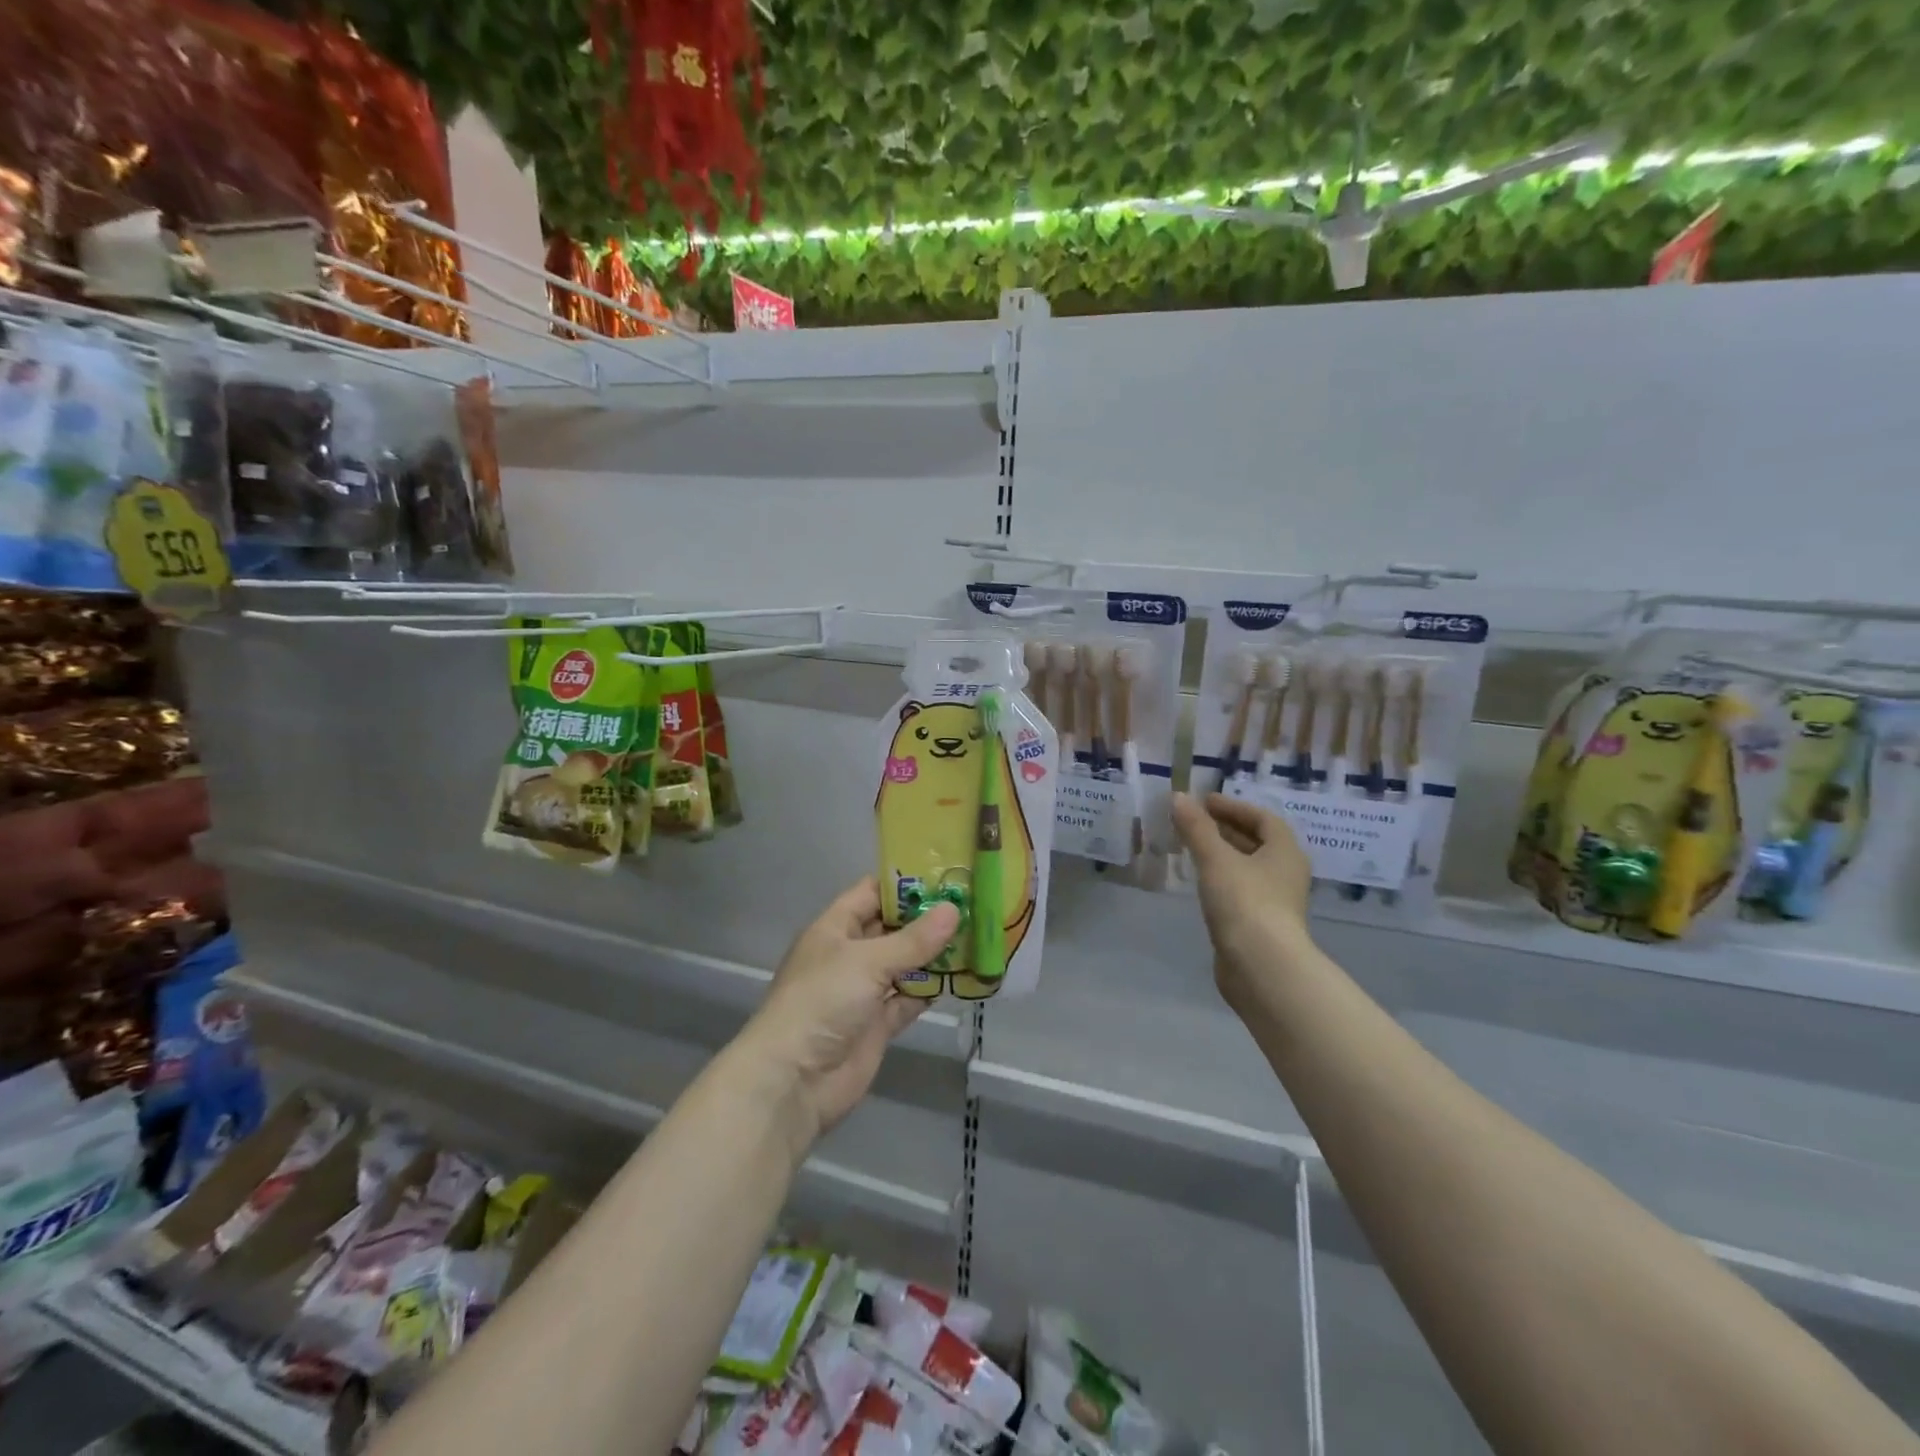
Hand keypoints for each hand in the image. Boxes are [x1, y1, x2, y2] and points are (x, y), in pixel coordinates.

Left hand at [738, 878, 959, 1153]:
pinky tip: (962, 977)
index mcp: (835, 928)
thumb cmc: (822, 1002)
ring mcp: (864, 991)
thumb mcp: (868, 961)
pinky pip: (909, 998)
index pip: (872, 893)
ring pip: (904, 964)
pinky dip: (931, 989)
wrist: (794, 1081)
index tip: (947, 874)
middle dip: (927, 918)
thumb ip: (914, 940)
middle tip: (972, 904)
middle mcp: (850, 955)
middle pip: (892, 928)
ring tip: (976, 936)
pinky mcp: (877, 1024)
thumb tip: (953, 910)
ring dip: (934, 954)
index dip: (905, 884)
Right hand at [1171, 792, 1313, 1013]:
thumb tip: (1178, 797)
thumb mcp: (1215, 859)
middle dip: (1225, 829)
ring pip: (1247, 867)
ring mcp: (1275, 901)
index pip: (1263, 818)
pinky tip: (1200, 881)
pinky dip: (1221, 878)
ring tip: (1191, 847)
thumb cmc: (1244, 902)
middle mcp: (1286, 873)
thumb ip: (1196, 827)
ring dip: (1222, 853)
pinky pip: (1240, 889)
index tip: (1204, 802)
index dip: (1233, 806)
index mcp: (1285, 851)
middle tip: (1193, 821)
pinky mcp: (1260, 924)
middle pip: (1256, 842)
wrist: (1261, 967)